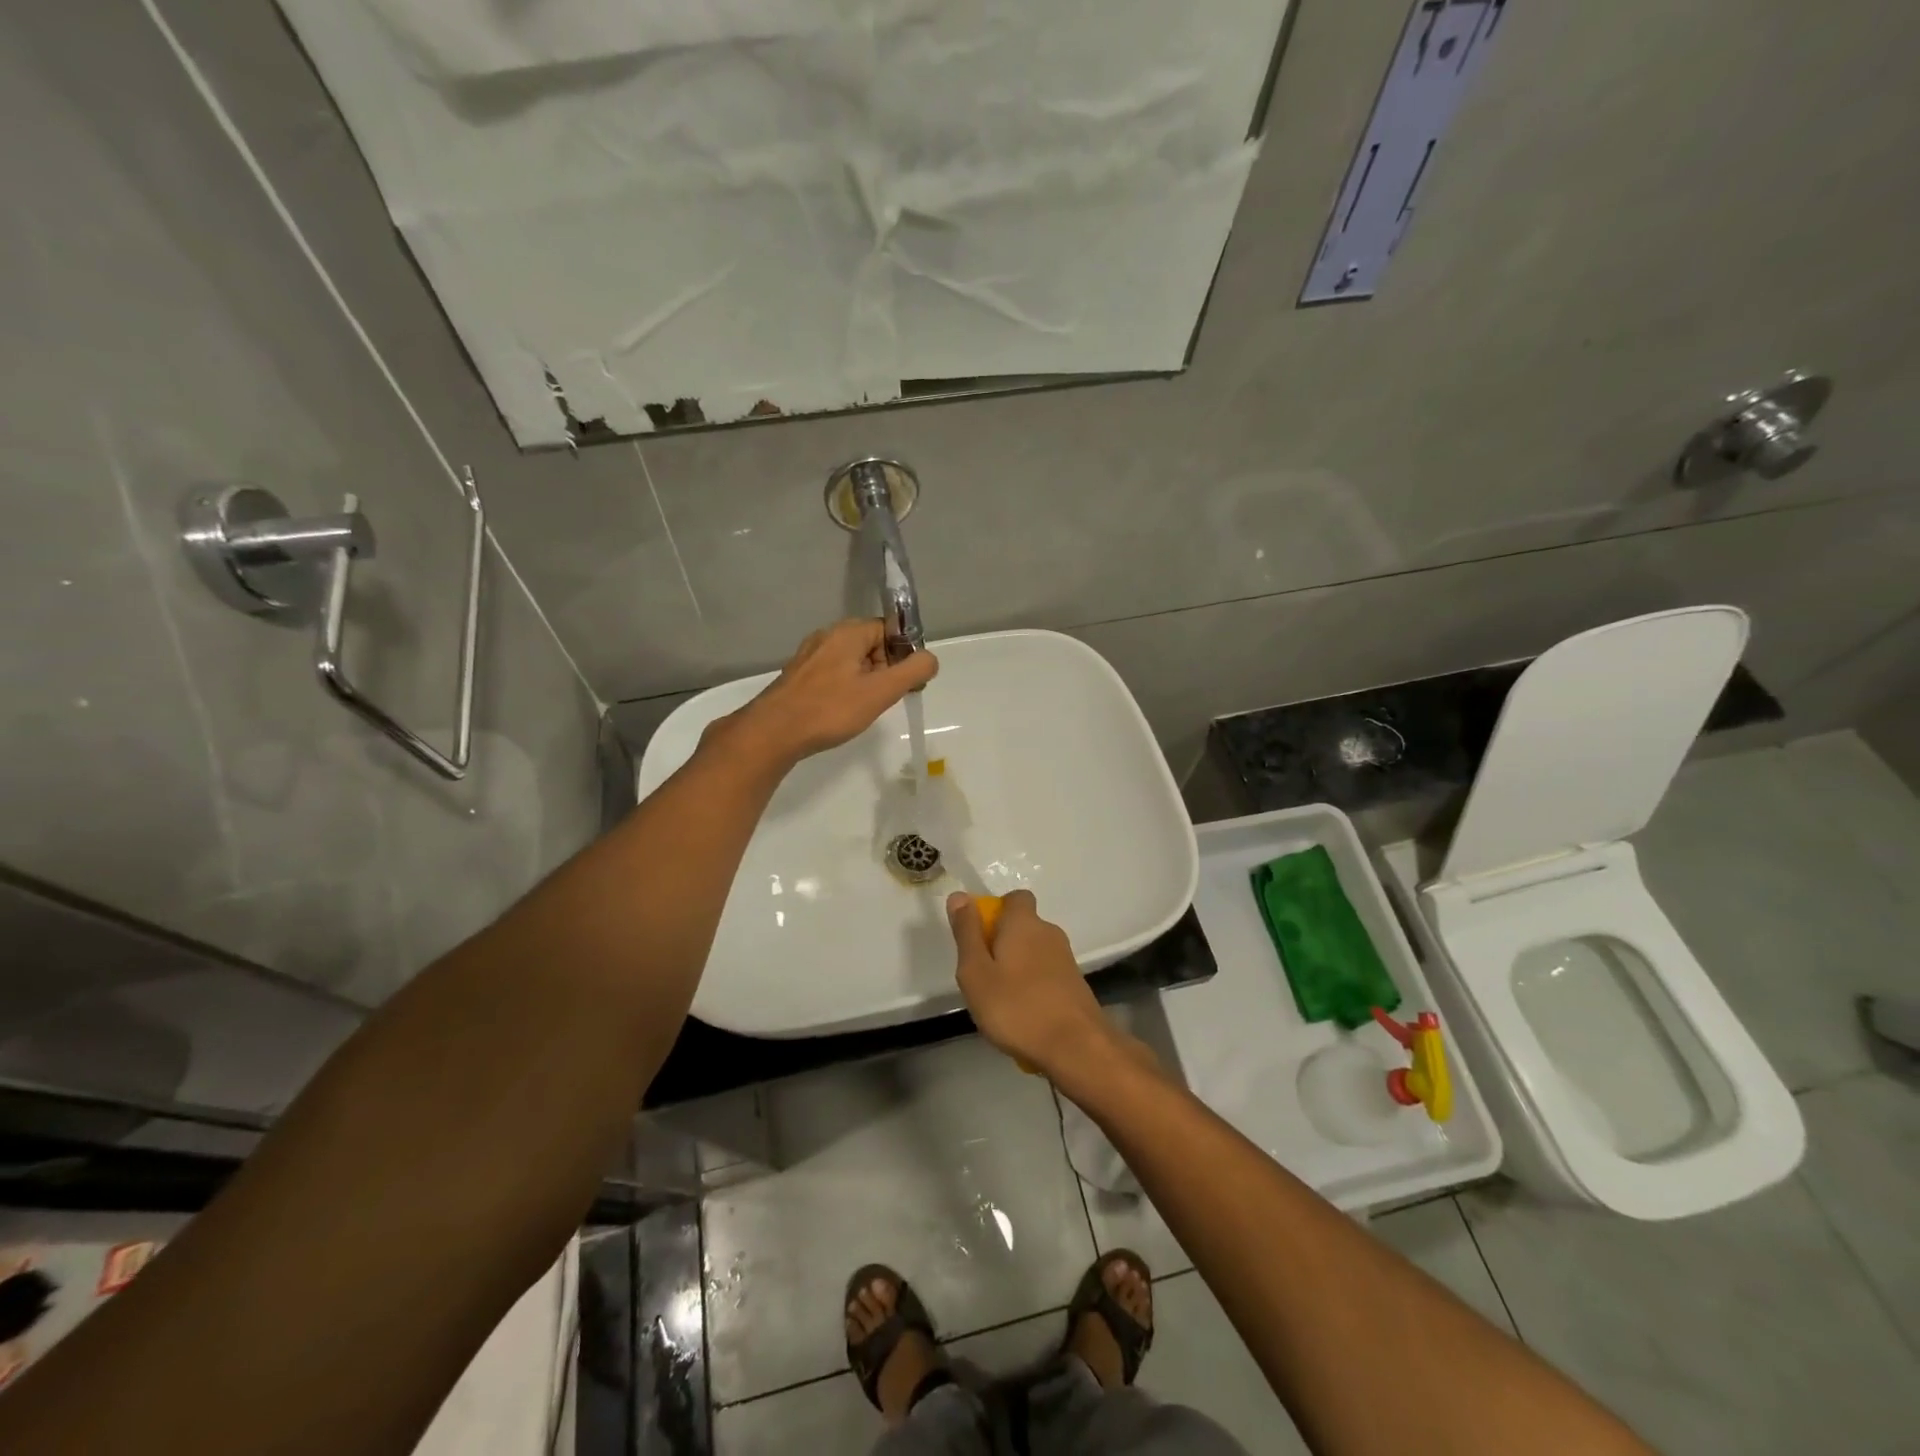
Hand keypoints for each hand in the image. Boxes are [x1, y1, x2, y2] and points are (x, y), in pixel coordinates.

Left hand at [708, 619, 937, 767]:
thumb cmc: (830, 709)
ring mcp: (810, 656)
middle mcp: (827, 636)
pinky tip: (842, 711)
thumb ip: (912, 671)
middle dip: (885, 669)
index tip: (906, 682)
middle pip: (871, 644)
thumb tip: (930, 658)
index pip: (889, 629)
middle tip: (885, 698)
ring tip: (865, 708)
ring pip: (851, 661)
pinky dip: (845, 688)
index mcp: (848, 632)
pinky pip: (833, 674)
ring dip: (866, 681)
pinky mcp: (799, 676)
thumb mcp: (881, 691)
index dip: (903, 653)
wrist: (773, 732)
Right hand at [948, 890, 1120, 1081]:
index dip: (996, 910)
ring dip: (1017, 968)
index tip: (979, 937)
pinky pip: (1046, 975)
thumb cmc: (1017, 1007)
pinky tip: (1024, 1015)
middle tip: (983, 976)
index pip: (1015, 898)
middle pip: (1023, 927)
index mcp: (1024, 923)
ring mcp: (1066, 959)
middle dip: (1002, 943)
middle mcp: (1049, 933)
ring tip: (1001, 1001)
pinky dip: (1033, 987)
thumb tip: (959, 896)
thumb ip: (967, 933)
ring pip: (1034, 952)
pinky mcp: (1075, 984)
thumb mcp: (976, 972)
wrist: (1077, 1048)